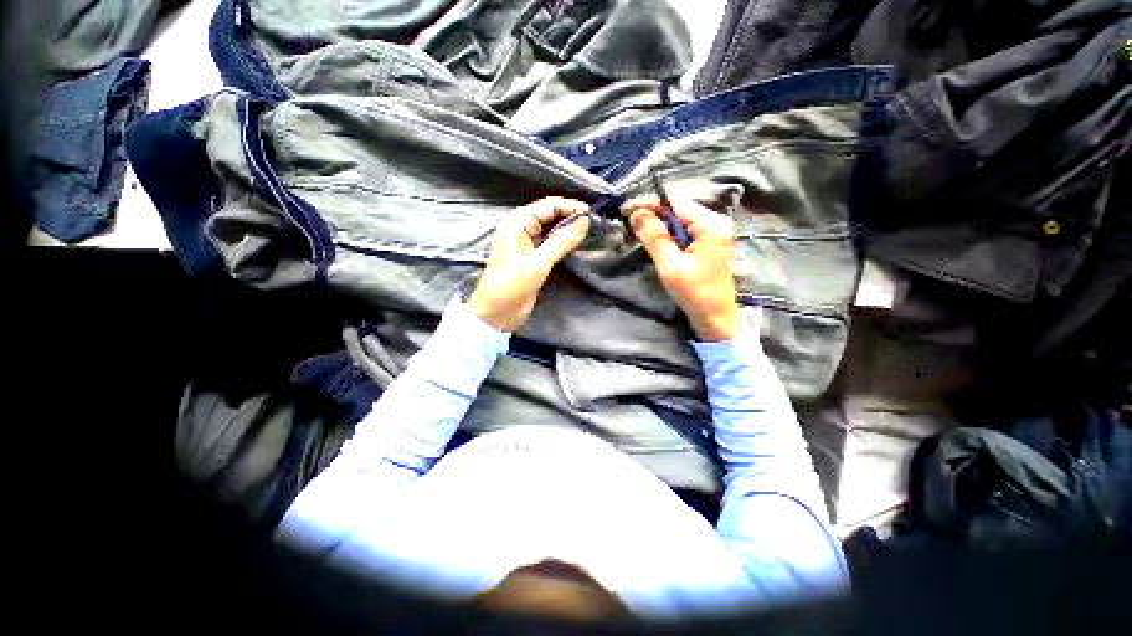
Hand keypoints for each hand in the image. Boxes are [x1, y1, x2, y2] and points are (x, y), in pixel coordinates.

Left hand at [468, 197, 590, 331]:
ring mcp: (527, 241)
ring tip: (589, 232)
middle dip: (571, 217)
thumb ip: (562, 240)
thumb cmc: (512, 284)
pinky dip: (563, 241)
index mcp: (518, 221)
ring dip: (568, 229)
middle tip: (594, 224)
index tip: (593, 214)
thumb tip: (585, 220)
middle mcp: (522, 227)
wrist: (497, 312)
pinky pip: (551, 242)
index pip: (549, 205)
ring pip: (552, 228)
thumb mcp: (539, 262)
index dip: (571, 207)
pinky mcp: (532, 256)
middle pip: (551, 214)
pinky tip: (576, 243)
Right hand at [624, 196, 739, 341]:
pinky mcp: (707, 242)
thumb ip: (654, 238)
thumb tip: (636, 214)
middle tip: (628, 223)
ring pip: (678, 219)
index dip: (648, 203)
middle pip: (677, 208)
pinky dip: (666, 233)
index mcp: (711, 224)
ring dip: (657, 224)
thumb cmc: (695, 293)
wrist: (716, 318)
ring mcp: (713, 231)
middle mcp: (715, 222)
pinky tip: (653, 239)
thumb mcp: (671, 266)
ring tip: (636, 231)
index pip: (675, 203)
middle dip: (651, 213)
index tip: (625, 209)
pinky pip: (683, 230)